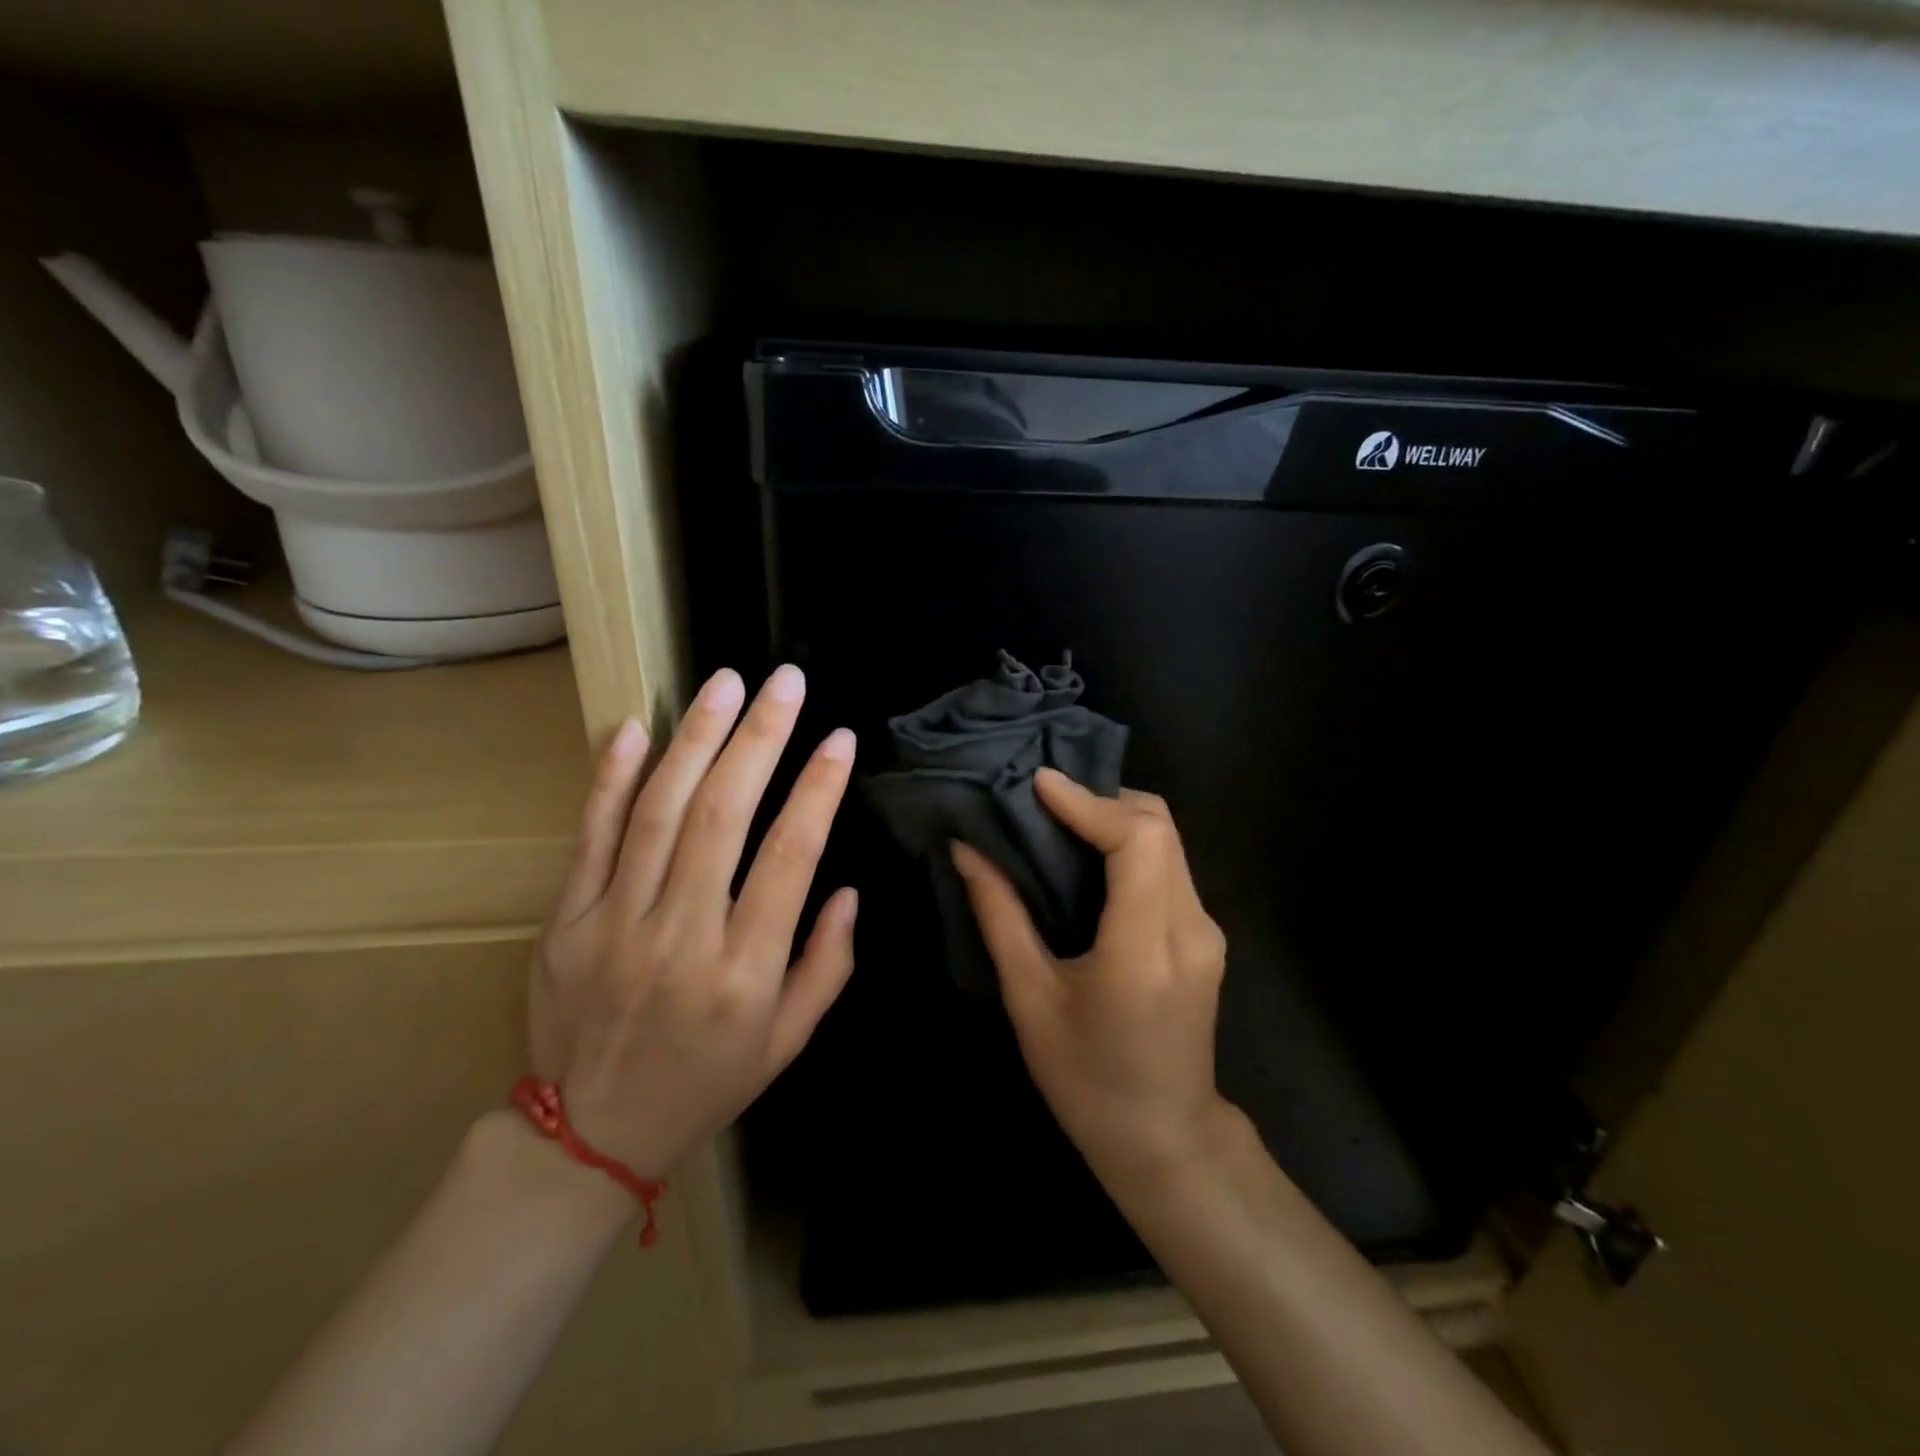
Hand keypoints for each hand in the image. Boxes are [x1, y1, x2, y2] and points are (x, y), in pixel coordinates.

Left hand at [530, 665, 858, 1180]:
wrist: (589, 1137)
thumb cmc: (706, 1082)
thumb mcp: (788, 1042)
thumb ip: (828, 965)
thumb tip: (849, 890)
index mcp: (744, 973)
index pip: (790, 859)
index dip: (818, 791)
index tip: (839, 739)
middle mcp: (681, 939)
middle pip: (722, 818)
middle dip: (760, 739)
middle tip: (784, 682)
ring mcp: (613, 925)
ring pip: (658, 813)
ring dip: (695, 740)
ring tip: (725, 684)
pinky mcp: (564, 922)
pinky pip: (589, 837)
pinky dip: (610, 778)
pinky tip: (633, 727)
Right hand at [950, 769, 1229, 1190]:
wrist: (1165, 1140)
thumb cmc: (1086, 1081)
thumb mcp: (1030, 1001)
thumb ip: (1000, 917)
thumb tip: (966, 850)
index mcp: (1143, 949)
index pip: (1137, 841)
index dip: (1088, 801)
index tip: (1038, 784)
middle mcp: (1189, 929)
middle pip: (1160, 827)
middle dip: (1102, 798)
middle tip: (1043, 800)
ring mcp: (1207, 931)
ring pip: (1169, 841)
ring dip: (1116, 817)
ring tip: (1058, 820)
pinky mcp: (1205, 936)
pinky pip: (1170, 866)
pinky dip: (1130, 844)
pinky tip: (1088, 858)